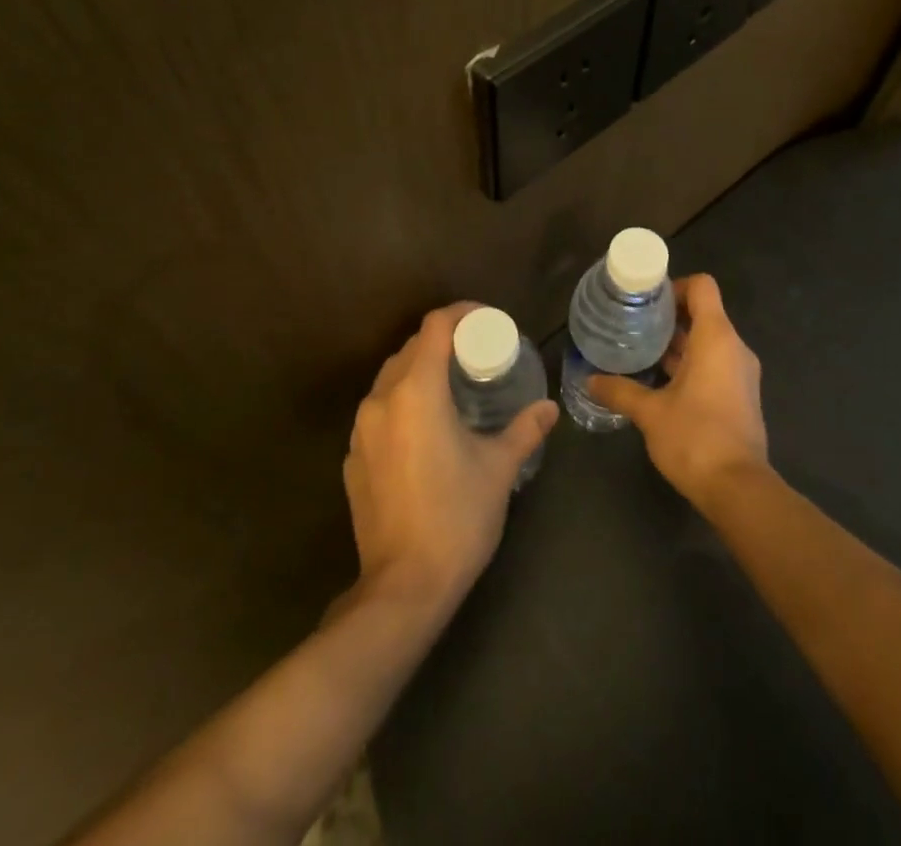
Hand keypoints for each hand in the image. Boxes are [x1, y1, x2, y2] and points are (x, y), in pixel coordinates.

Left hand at [343, 303, 558, 615]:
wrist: (403, 587)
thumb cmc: (457, 516)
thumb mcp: (499, 468)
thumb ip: (524, 430)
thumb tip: (548, 409)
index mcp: (416, 391)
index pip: (434, 327)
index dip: (461, 314)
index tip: (486, 320)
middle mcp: (381, 400)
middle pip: (410, 348)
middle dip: (443, 342)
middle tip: (476, 354)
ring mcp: (360, 430)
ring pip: (390, 378)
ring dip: (420, 371)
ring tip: (452, 386)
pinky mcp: (352, 458)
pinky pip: (378, 412)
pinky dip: (402, 403)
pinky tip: (425, 429)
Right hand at [587, 274, 768, 510]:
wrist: (738, 489)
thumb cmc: (695, 438)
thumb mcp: (650, 412)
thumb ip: (620, 390)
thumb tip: (590, 380)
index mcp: (716, 338)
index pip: (702, 287)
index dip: (675, 286)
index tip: (646, 301)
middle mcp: (734, 348)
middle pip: (704, 313)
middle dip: (669, 317)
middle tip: (634, 325)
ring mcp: (741, 373)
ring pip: (708, 342)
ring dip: (678, 343)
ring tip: (641, 351)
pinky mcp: (741, 396)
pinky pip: (715, 364)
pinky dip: (690, 364)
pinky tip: (660, 381)